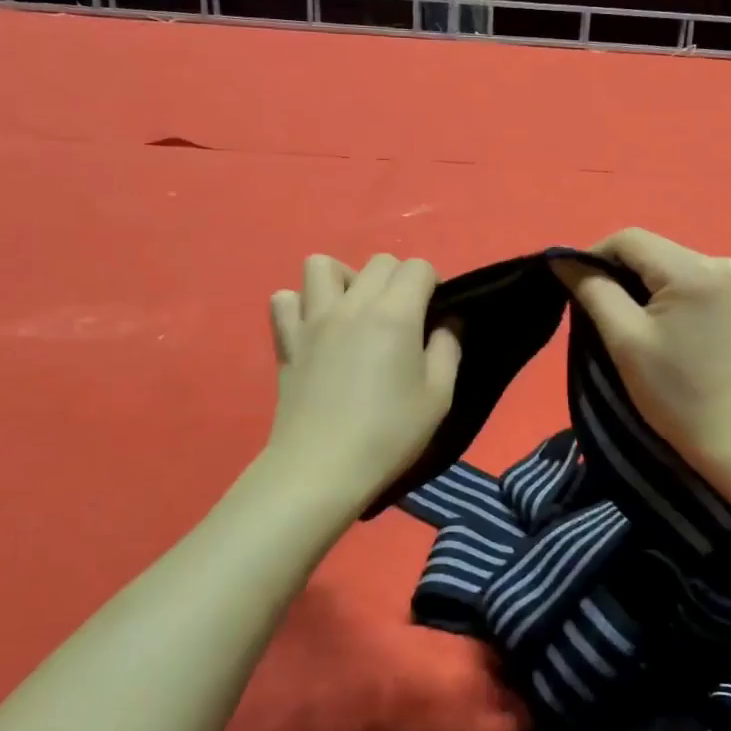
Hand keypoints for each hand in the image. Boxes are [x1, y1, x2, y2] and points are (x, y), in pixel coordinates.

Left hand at [266, 253, 460, 507]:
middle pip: (378, 262)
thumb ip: (447, 350)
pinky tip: (316, 328)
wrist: (321, 469)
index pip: (417, 267)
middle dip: (397, 279)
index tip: (434, 312)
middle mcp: (352, 305)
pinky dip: (300, 305)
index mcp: (395, 315)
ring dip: (344, 279)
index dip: (432, 283)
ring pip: (321, 265)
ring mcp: (313, 319)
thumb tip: (446, 322)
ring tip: (355, 311)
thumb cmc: (388, 434)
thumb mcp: (438, 397)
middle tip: (402, 318)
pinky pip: (284, 300)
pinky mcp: (287, 340)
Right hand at [556, 229, 730, 470]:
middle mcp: (722, 263)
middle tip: (598, 312)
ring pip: (671, 268)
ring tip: (629, 325)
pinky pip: (693, 286)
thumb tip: (562, 261)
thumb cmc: (675, 393)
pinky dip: (669, 299)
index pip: (630, 239)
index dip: (593, 255)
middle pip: (653, 252)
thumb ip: (593, 290)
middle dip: (619, 274)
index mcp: (695, 268)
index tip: (574, 288)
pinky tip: (665, 333)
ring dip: (643, 287)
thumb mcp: (624, 339)